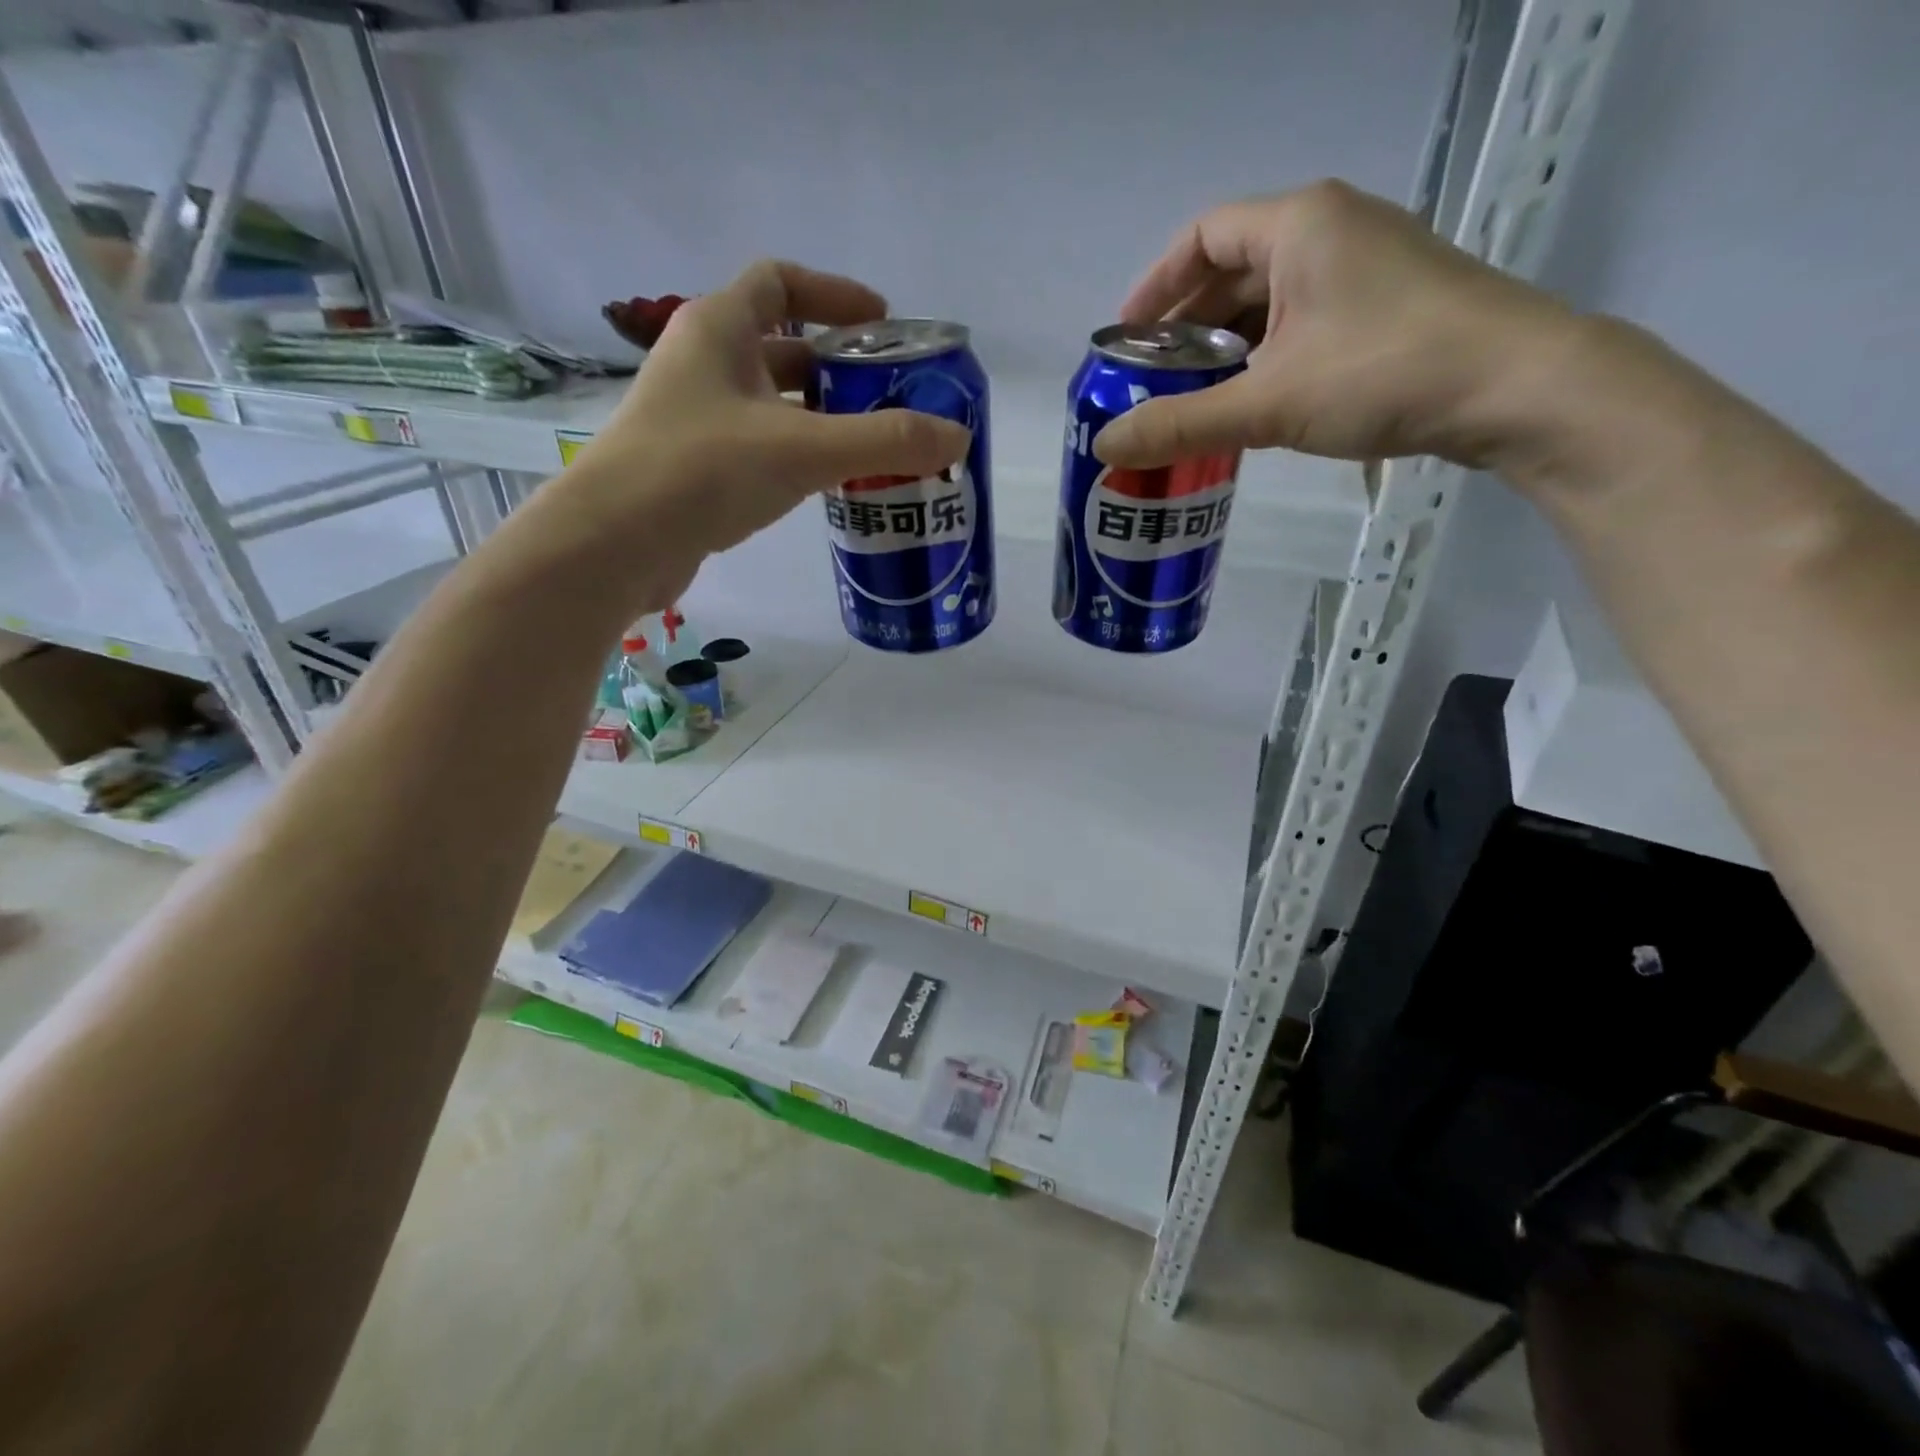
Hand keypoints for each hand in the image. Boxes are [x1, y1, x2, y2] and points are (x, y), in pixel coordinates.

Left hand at [540, 261, 969, 608]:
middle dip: (838, 367)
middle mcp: (703, 364)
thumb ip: (883, 441)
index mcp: (719, 329)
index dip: (834, 293)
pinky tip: (828, 485)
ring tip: (873, 445)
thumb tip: (958, 436)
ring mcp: (695, 419)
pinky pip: (759, 447)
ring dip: (821, 417)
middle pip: (781, 347)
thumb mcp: (803, 449)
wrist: (615, 544)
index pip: (780, 281)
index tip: (883, 321)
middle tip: (891, 396)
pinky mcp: (695, 468)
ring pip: (771, 403)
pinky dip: (797, 456)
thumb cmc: (703, 470)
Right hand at [1093, 181, 1578, 471]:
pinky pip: (1301, 322)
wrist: (1517, 387)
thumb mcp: (1269, 402)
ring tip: (1191, 402)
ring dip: (1224, 349)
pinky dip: (1264, 358)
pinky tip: (1249, 403)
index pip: (1202, 236)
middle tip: (1152, 384)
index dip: (1155, 287)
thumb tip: (1105, 445)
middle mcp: (1331, 230)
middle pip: (1232, 269)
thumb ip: (1181, 424)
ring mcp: (1364, 267)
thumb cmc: (1384, 373)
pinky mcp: (1385, 307)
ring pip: (1268, 301)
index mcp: (1299, 225)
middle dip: (1185, 328)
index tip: (1125, 341)